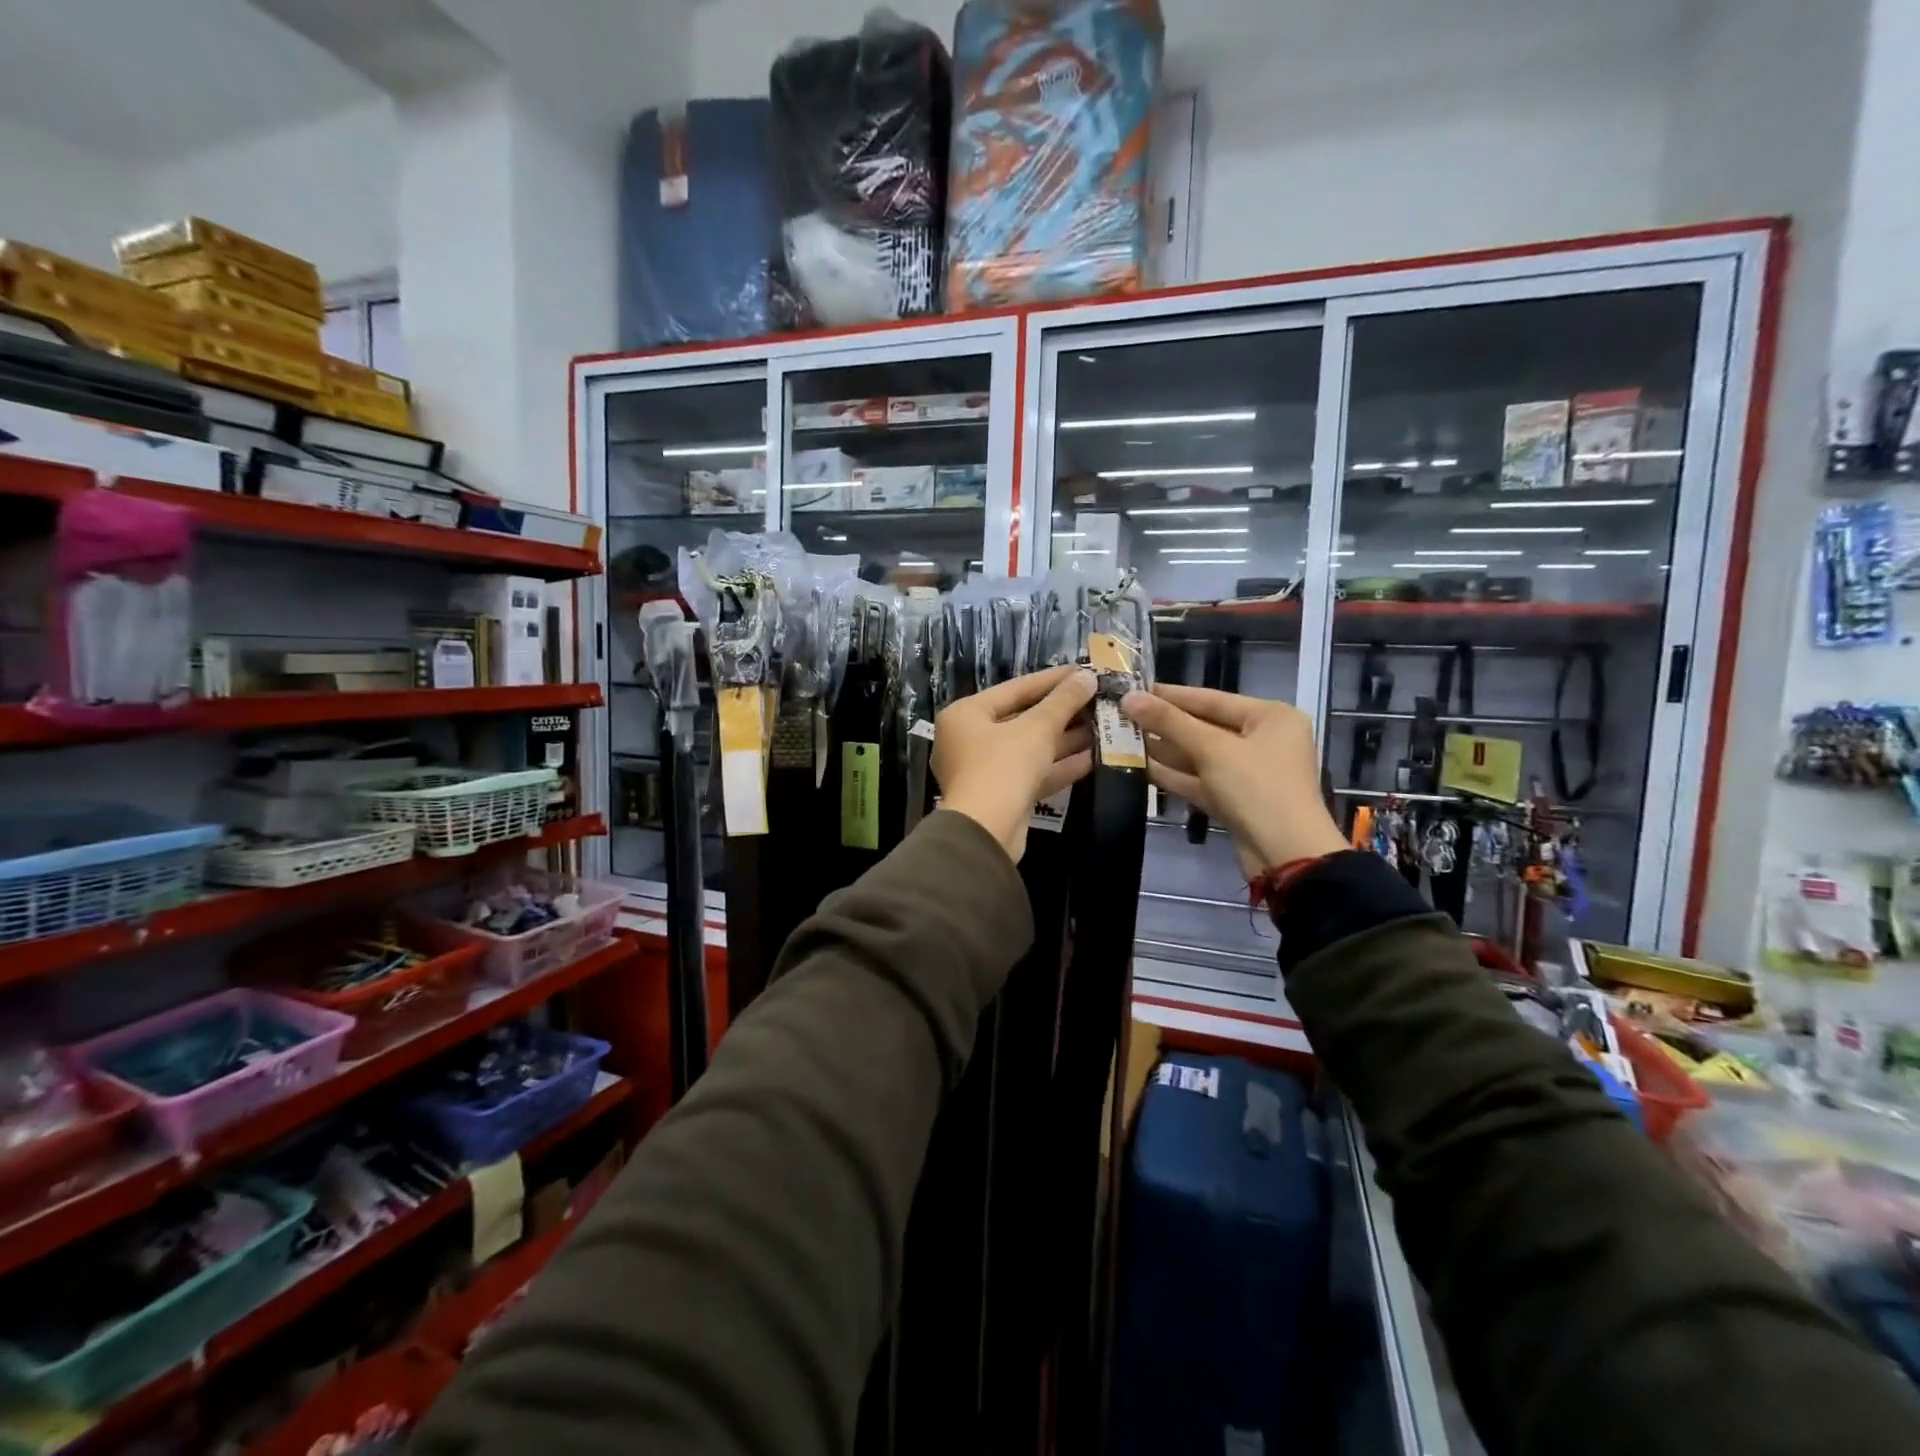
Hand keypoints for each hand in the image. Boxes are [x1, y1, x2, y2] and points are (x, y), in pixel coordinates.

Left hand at [934, 665, 1096, 861]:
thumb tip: (1087, 677)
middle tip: (1097, 700)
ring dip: (1065, 739)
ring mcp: (984, 770)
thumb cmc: (1003, 767)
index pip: (1015, 688)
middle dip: (1061, 712)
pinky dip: (1059, 765)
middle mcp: (969, 739)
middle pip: (1022, 718)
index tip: (1083, 671)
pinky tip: (1094, 757)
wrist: (986, 832)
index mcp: (966, 714)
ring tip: (1102, 726)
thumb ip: (1063, 701)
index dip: (1052, 679)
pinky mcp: (1002, 796)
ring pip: (1030, 748)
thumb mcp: (1036, 728)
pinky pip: (1033, 773)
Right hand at [1121, 684, 1347, 878]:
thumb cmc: (1257, 788)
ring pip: (1200, 755)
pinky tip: (1141, 767)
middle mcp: (1263, 740)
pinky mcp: (1235, 800)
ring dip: (1165, 750)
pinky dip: (1174, 774)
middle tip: (1122, 716)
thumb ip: (1169, 721)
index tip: (1133, 690)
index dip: (1170, 695)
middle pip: (1205, 726)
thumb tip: (1129, 697)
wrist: (1286, 855)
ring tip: (1123, 739)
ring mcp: (1249, 773)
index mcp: (1271, 717)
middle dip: (1164, 724)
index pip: (1211, 698)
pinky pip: (1201, 780)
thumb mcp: (1212, 749)